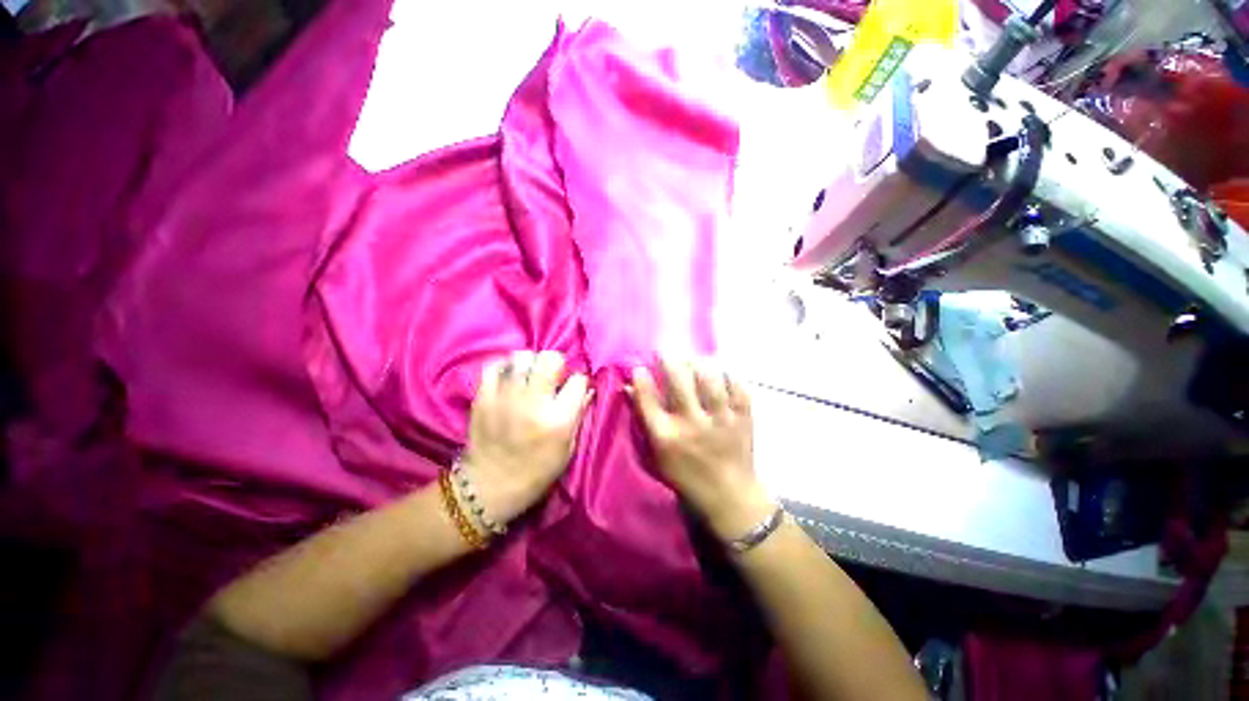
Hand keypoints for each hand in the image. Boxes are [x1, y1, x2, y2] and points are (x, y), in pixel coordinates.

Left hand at [463, 350, 590, 525]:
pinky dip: (505, 367)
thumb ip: (578, 414)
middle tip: (553, 376)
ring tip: (530, 375)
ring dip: (531, 363)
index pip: (578, 380)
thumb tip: (587, 388)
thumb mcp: (568, 449)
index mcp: (558, 420)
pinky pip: (494, 366)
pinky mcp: (483, 398)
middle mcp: (533, 403)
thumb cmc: (537, 472)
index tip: (574, 388)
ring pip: (522, 357)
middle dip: (556, 363)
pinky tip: (510, 377)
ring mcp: (505, 398)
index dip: (578, 382)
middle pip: (550, 359)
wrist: (489, 487)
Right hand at [630, 356, 775, 543]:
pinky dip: (729, 375)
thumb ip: (644, 419)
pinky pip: (737, 387)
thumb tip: (630, 388)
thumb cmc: (686, 476)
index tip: (639, 366)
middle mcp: (693, 425)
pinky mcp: (743, 419)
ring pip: (710, 379)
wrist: (729, 496)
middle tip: (665, 352)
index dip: (641, 378)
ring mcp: (721, 420)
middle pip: (679, 381)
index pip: (648, 399)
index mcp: (667, 437)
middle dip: (668, 360)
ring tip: (693, 359)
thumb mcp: (657, 454)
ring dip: (698, 363)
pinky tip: (721, 372)